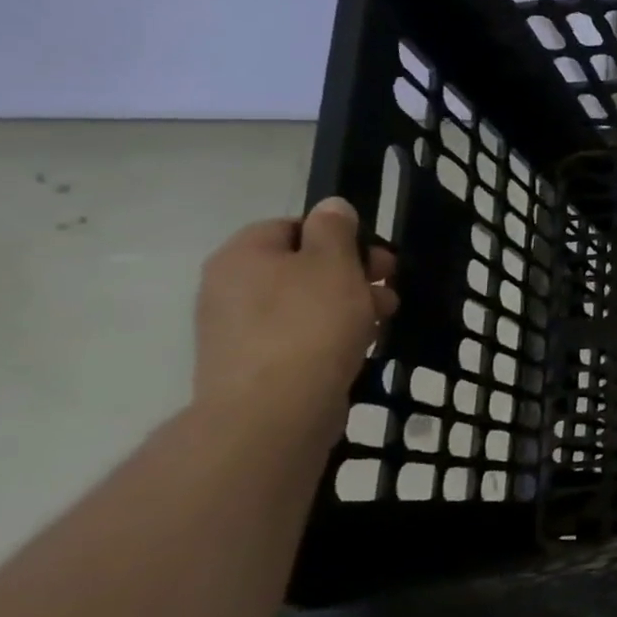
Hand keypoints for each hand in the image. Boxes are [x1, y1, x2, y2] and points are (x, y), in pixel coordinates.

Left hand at [193, 197, 397, 436]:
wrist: (274, 410)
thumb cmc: (310, 323)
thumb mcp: (334, 263)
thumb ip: (335, 229)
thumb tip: (331, 206)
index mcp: (243, 254)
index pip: (294, 226)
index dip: (339, 237)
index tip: (374, 258)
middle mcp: (229, 287)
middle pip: (302, 266)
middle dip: (351, 274)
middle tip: (387, 288)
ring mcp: (236, 330)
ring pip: (305, 303)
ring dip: (348, 305)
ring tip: (380, 321)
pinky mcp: (252, 365)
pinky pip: (299, 336)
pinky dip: (330, 336)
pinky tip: (357, 347)